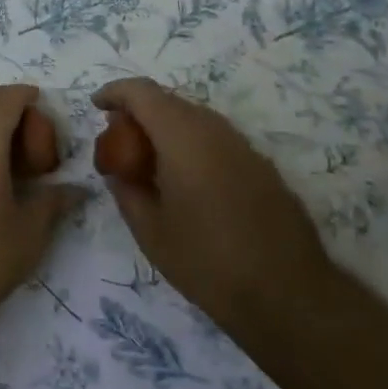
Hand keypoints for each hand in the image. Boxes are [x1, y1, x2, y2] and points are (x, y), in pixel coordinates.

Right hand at [92, 77, 337, 342]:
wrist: (291, 297)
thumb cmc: (209, 262)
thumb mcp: (151, 232)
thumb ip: (127, 191)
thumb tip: (119, 172)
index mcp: (182, 136)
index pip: (142, 92)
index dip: (115, 92)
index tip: (96, 106)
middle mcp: (214, 129)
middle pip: (169, 101)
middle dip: (139, 113)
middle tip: (119, 142)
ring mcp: (243, 146)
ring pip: (195, 118)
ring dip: (166, 129)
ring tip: (149, 163)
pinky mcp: (262, 166)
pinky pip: (216, 139)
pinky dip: (192, 145)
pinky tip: (187, 181)